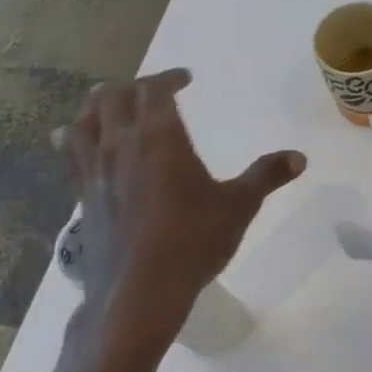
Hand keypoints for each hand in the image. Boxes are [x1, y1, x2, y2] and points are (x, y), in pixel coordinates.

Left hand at [62, 70, 305, 356]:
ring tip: (106, 100)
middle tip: (153, 89)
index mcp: (159, 137)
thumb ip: (267, 175)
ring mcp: (96, 172)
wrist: (139, 293)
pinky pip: (71, 155)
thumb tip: (300, 156)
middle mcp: (121, 145)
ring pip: (84, 122)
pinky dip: (73, 138)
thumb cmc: (193, 241)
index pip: (154, 90)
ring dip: (97, 105)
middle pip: (114, 98)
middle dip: (134, 87)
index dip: (168, 77)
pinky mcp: (83, 197)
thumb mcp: (239, 206)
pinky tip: (71, 141)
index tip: (186, 78)